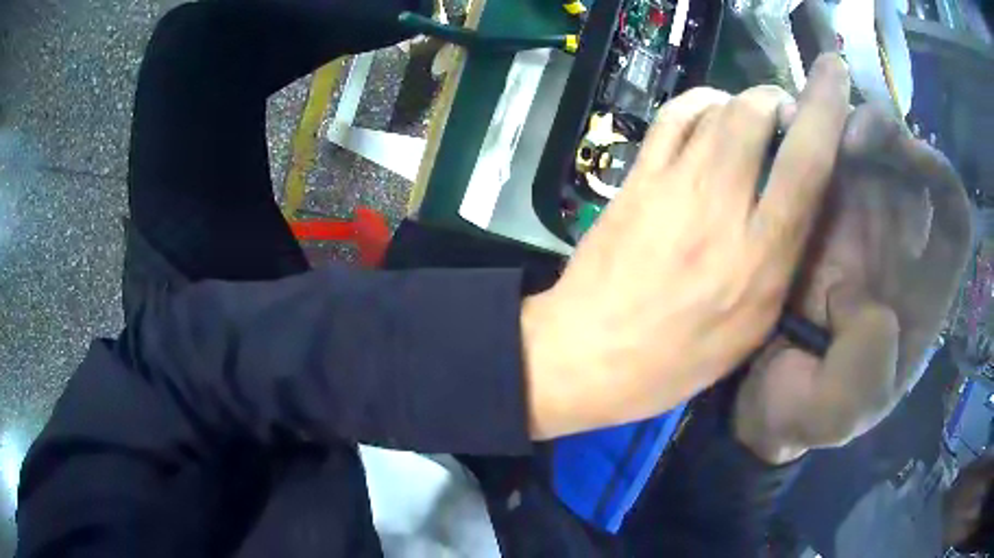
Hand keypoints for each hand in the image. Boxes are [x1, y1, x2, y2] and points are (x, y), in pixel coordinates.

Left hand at [521, 55, 851, 438]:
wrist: (590, 354)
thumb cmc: (679, 358)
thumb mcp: (753, 326)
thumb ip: (783, 257)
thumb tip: (798, 196)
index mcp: (761, 258)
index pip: (806, 164)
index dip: (825, 109)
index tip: (834, 73)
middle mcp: (722, 209)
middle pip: (755, 114)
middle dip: (777, 99)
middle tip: (784, 116)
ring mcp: (672, 186)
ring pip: (716, 108)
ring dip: (742, 100)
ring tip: (750, 119)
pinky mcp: (636, 179)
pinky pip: (672, 117)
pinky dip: (699, 103)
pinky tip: (708, 118)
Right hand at [734, 105, 972, 463]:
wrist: (754, 398)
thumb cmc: (802, 412)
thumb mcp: (836, 416)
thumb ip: (862, 379)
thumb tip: (867, 306)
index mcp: (919, 296)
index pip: (952, 218)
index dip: (941, 177)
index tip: (912, 159)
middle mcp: (895, 249)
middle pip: (907, 167)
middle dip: (887, 136)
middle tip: (850, 136)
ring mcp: (852, 228)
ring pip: (863, 151)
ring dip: (842, 125)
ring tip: (808, 121)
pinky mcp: (812, 218)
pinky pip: (819, 161)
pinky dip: (806, 135)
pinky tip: (785, 129)